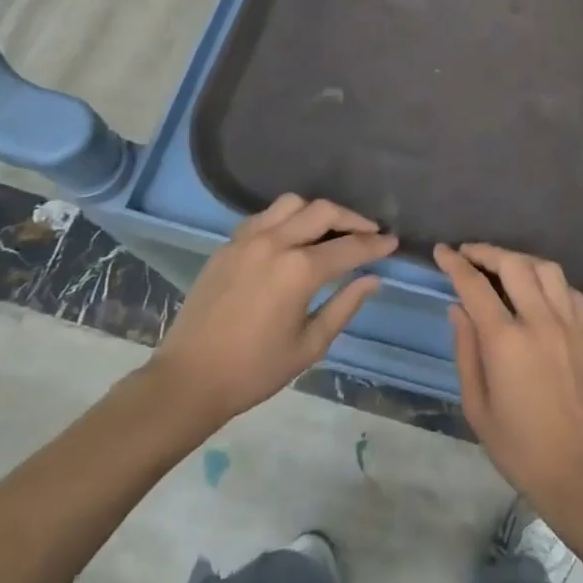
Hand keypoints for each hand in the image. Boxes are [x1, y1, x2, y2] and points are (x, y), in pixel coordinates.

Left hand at [148, 194, 393, 436]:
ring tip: (330, 230)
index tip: (393, 242)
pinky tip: (292, 237)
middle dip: (352, 218)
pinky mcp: (228, 244)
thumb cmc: (255, 370)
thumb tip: (373, 279)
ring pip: (292, 204)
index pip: (350, 247)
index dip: (376, 245)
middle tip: (368, 232)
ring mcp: (248, 238)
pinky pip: (265, 216)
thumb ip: (345, 306)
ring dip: (317, 212)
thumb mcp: (310, 345)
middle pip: (323, 211)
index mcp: (300, 270)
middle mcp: (276, 242)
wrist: (189, 379)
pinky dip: (286, 218)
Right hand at [437, 243, 582, 526]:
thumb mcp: (477, 405)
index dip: (455, 264)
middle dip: (487, 252)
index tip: (442, 251)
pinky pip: (569, 290)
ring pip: (546, 268)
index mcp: (506, 341)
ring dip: (521, 259)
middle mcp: (540, 321)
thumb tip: (458, 308)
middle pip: (514, 264)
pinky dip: (550, 281)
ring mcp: (569, 324)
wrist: (580, 472)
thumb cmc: (519, 447)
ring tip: (503, 266)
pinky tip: (539, 290)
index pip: (475, 286)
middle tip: (468, 253)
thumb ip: (466, 350)